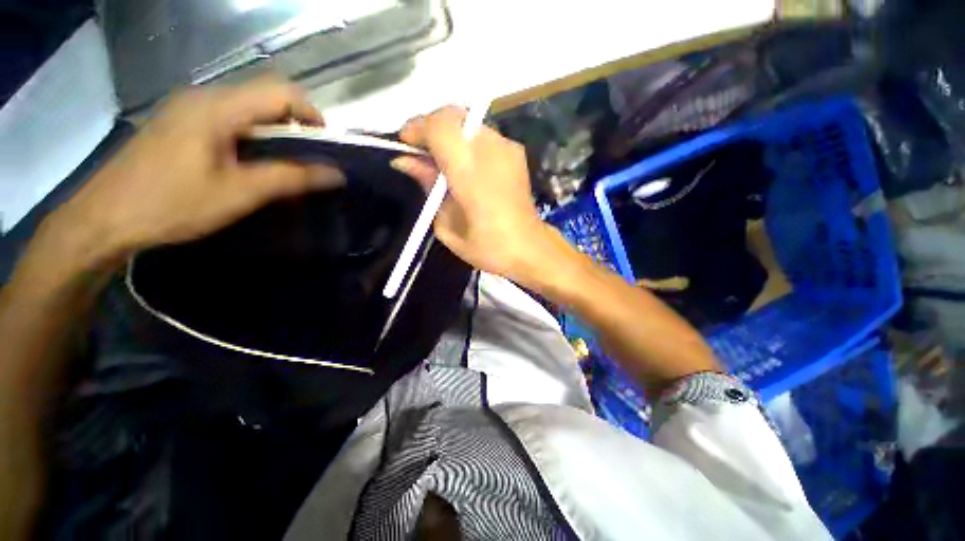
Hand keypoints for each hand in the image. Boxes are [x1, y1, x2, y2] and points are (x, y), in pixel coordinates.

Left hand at [45, 78, 344, 271]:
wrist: (105, 218)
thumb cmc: (171, 204)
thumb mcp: (238, 193)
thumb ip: (291, 178)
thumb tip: (336, 174)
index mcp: (217, 107)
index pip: (280, 92)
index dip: (311, 114)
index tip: (326, 145)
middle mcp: (203, 97)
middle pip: (264, 96)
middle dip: (295, 124)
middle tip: (309, 159)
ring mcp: (189, 108)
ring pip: (248, 108)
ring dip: (275, 131)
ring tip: (285, 163)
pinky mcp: (181, 122)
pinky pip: (230, 118)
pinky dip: (253, 136)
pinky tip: (252, 162)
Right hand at [391, 107, 547, 277]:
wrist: (529, 248)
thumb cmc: (487, 247)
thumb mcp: (447, 226)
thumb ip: (428, 187)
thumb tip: (406, 162)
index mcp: (471, 172)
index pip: (440, 126)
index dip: (417, 128)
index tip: (405, 145)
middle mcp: (491, 150)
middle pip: (454, 115)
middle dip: (431, 127)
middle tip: (421, 153)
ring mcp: (507, 148)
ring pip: (468, 124)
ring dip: (450, 135)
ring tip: (443, 162)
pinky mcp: (516, 153)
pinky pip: (483, 136)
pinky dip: (467, 143)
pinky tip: (466, 167)